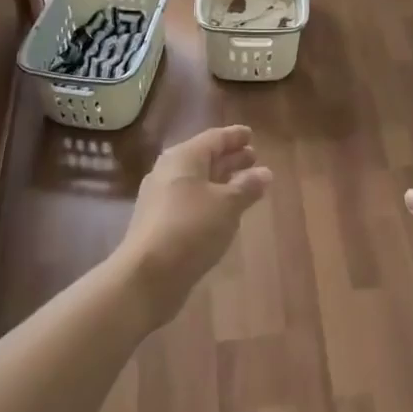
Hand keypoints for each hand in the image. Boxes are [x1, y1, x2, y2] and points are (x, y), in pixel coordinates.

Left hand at [115, 125, 271, 326]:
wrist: (147, 276)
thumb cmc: (191, 228)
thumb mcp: (227, 205)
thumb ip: (247, 186)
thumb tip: (265, 172)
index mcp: (183, 157)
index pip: (214, 138)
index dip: (234, 136)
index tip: (252, 135)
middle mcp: (168, 171)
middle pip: (204, 158)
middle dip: (230, 158)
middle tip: (253, 157)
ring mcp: (161, 198)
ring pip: (197, 180)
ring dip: (221, 180)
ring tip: (245, 184)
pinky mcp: (159, 222)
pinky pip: (190, 200)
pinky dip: (210, 199)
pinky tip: (224, 211)